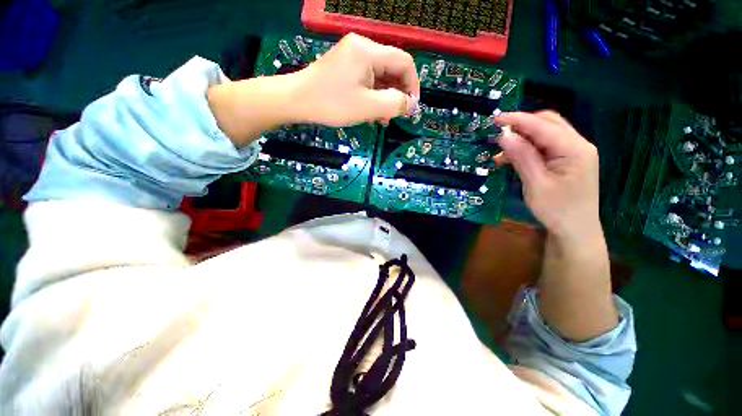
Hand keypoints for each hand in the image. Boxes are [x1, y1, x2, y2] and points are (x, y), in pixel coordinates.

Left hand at [291, 33, 419, 125]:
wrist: (296, 101)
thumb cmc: (332, 103)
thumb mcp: (367, 107)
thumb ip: (395, 104)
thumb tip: (412, 104)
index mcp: (369, 51)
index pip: (404, 62)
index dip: (412, 85)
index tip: (411, 108)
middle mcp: (362, 48)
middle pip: (392, 68)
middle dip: (397, 94)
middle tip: (395, 116)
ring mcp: (352, 56)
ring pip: (380, 76)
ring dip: (385, 98)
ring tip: (383, 118)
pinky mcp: (346, 67)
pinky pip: (368, 79)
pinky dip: (373, 95)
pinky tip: (372, 111)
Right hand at [495, 111, 601, 241]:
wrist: (575, 231)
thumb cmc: (556, 210)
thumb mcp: (535, 183)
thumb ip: (521, 157)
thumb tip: (504, 136)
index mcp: (574, 149)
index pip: (543, 126)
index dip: (518, 120)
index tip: (496, 119)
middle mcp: (578, 144)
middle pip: (548, 123)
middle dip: (522, 125)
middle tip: (498, 133)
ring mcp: (575, 152)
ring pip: (546, 134)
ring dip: (524, 138)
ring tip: (502, 151)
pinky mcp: (568, 160)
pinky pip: (546, 146)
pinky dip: (529, 148)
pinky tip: (513, 158)